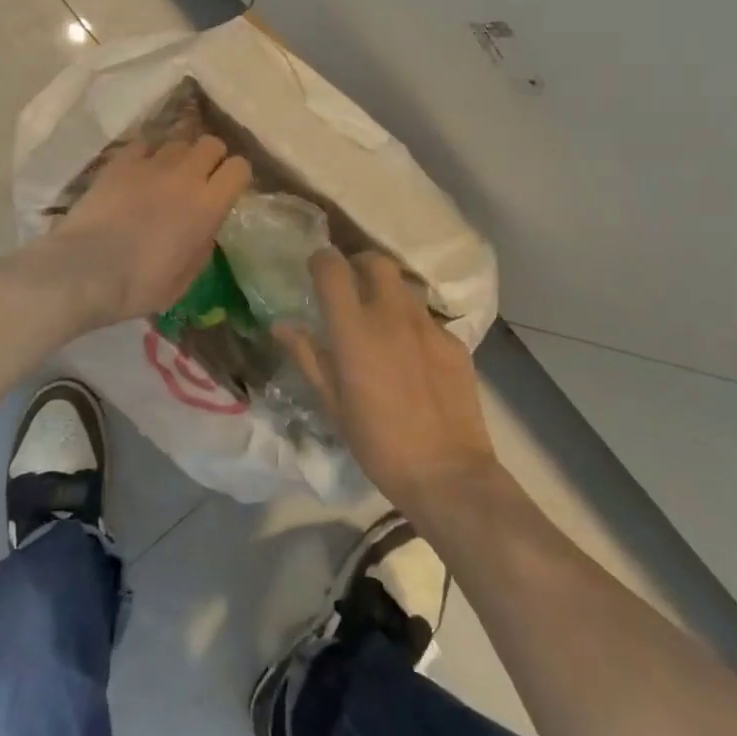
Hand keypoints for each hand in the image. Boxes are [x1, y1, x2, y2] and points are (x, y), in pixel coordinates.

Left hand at [48, 136, 252, 327]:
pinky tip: (138, 172)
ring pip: (178, 140)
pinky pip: (144, 143)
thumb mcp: (185, 279)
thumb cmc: (139, 285)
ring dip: (179, 156)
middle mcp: (185, 175)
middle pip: (212, 143)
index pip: (240, 167)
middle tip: (199, 180)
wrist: (85, 270)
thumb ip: (203, 246)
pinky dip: (147, 154)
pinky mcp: (120, 161)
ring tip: (166, 175)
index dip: (236, 177)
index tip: (226, 191)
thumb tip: (204, 228)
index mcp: (208, 205)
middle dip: (211, 158)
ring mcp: (151, 163)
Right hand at [279, 249, 499, 512]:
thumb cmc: (377, 443)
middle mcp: (392, 315)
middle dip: (359, 264)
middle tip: (351, 286)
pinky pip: (427, 319)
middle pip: (376, 261)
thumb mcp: (332, 403)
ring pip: (404, 286)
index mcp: (354, 329)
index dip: (321, 262)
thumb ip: (308, 356)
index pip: (332, 268)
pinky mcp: (454, 342)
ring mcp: (428, 326)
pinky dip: (413, 325)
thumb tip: (281, 325)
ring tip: (381, 321)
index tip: (316, 272)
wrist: (447, 474)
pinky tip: (413, 356)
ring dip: (387, 292)